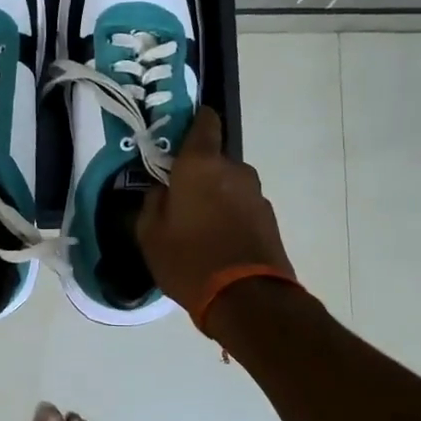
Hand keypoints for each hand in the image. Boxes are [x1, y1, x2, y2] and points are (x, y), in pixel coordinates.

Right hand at [137, 108, 294, 310]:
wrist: (248, 299)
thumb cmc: (190, 260)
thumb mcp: (150, 234)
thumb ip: (153, 203)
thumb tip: (162, 190)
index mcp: (201, 164)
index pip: (205, 122)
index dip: (193, 121)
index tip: (178, 133)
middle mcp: (234, 170)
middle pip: (213, 160)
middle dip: (197, 173)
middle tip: (178, 196)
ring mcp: (256, 194)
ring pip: (228, 185)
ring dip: (215, 197)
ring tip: (197, 226)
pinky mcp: (269, 219)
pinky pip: (242, 207)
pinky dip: (230, 216)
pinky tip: (216, 241)